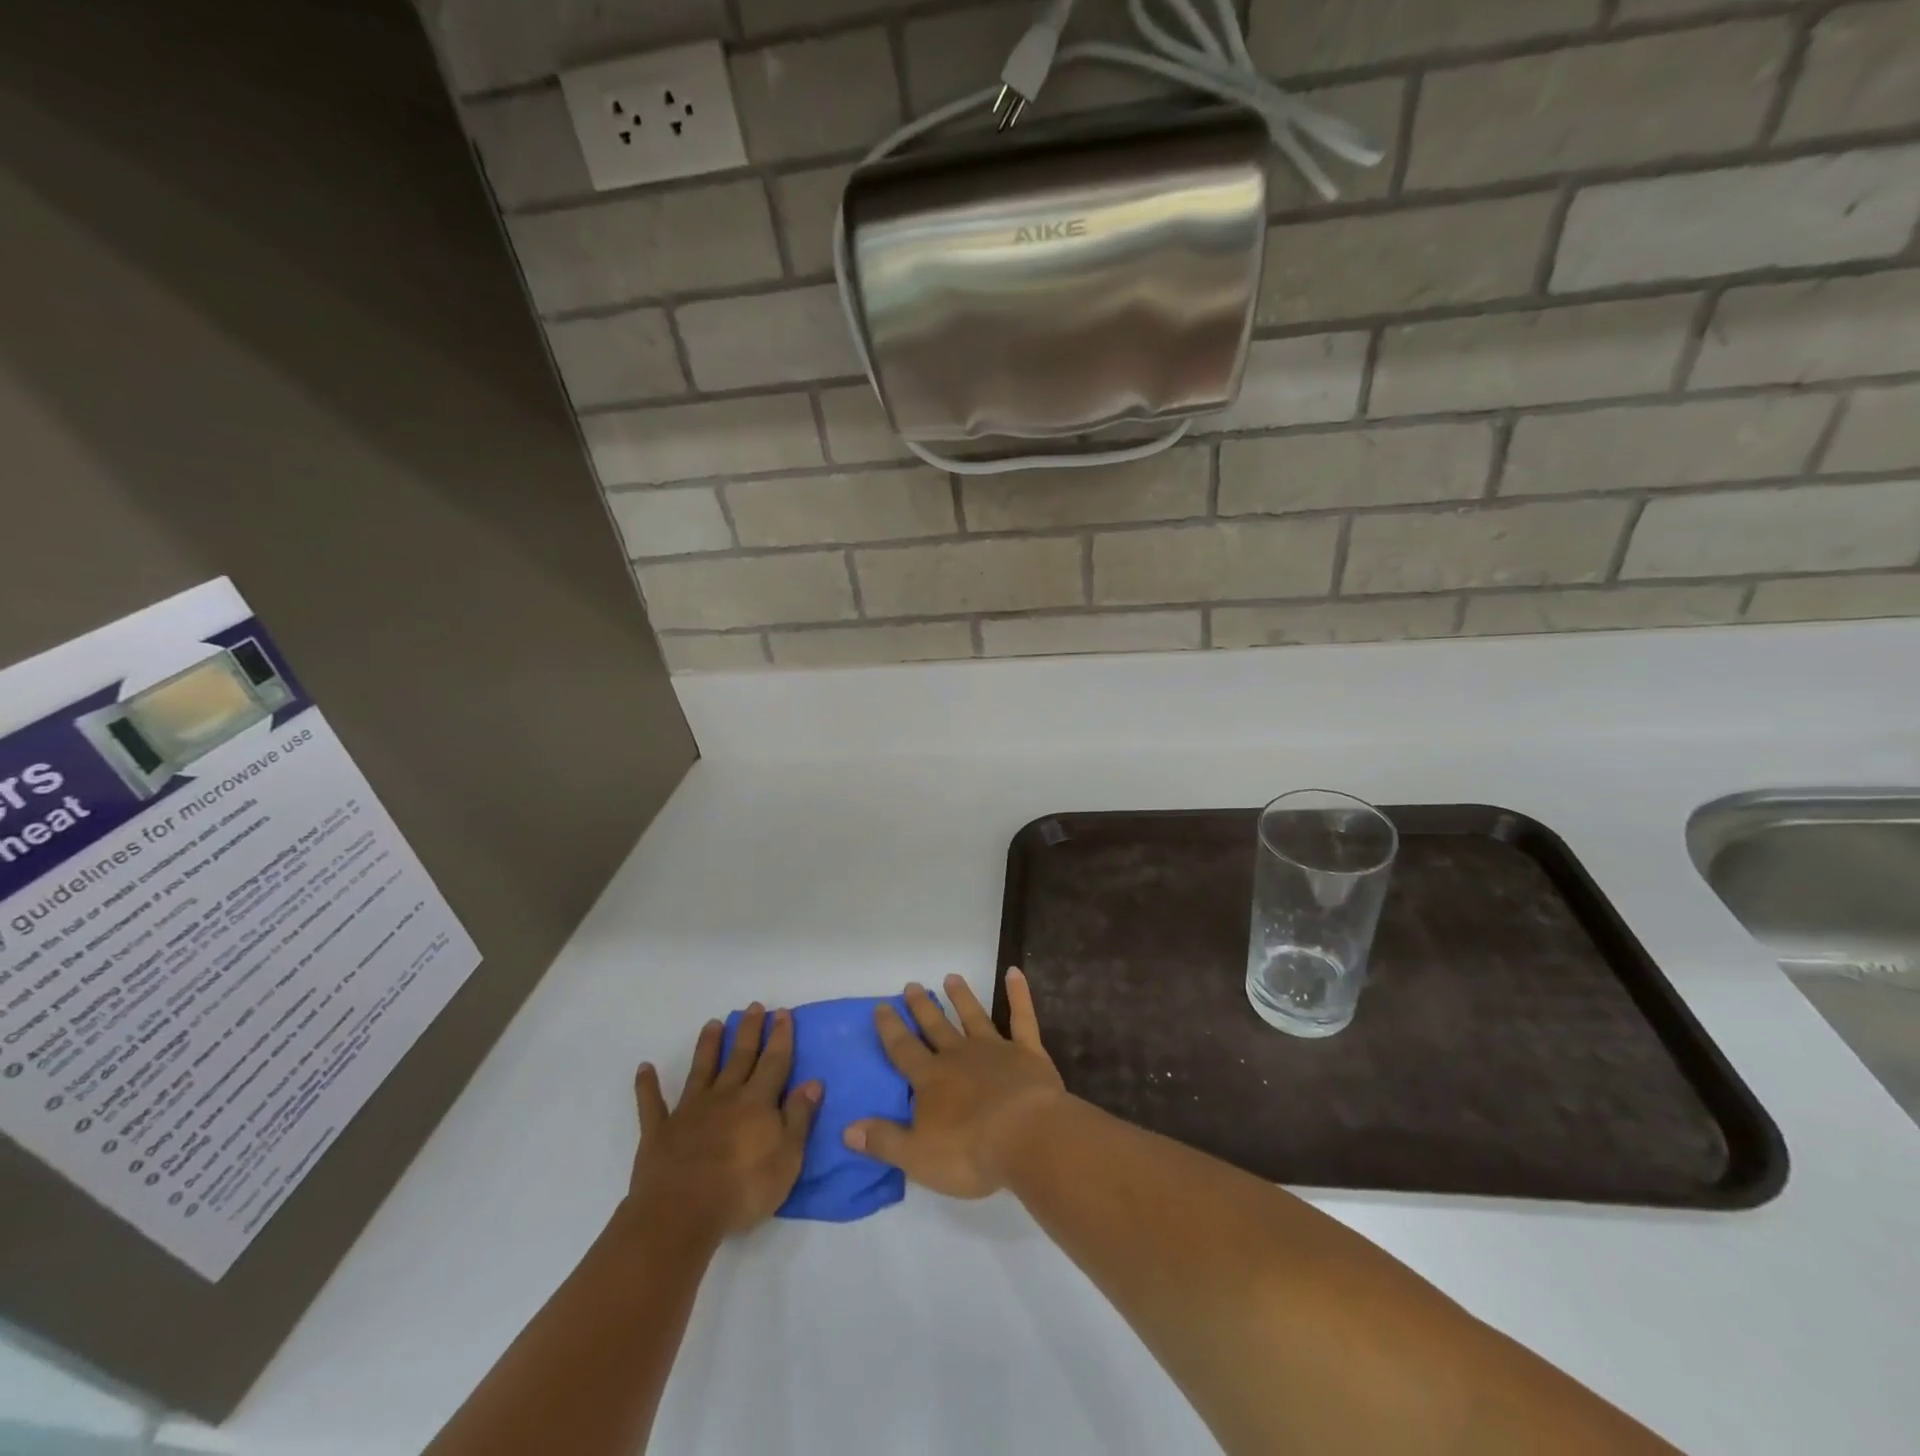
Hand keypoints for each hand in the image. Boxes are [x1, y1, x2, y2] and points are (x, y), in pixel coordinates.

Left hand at [627, 1005, 820, 1239]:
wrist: (681, 1214)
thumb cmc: (742, 1190)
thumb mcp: (787, 1159)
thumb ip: (799, 1118)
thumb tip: (812, 1082)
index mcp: (757, 1103)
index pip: (774, 1062)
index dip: (780, 1037)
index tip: (782, 1013)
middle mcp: (725, 1097)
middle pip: (740, 1057)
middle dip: (748, 1030)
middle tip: (753, 1006)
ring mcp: (689, 1111)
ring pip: (701, 1070)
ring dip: (707, 1046)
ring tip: (712, 1023)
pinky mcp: (659, 1132)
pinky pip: (652, 1104)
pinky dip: (647, 1085)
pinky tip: (644, 1068)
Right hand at [844, 969, 1066, 1198]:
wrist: (1027, 1137)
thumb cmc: (970, 1152)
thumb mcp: (917, 1156)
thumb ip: (883, 1140)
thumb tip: (847, 1129)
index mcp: (931, 1080)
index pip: (903, 1050)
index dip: (890, 1029)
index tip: (881, 1006)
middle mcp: (959, 1056)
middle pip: (936, 1027)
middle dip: (922, 1007)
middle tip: (911, 985)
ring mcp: (995, 1050)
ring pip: (974, 1016)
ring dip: (962, 997)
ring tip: (951, 977)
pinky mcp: (1028, 1052)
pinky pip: (1022, 1017)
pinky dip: (1019, 994)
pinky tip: (1014, 972)